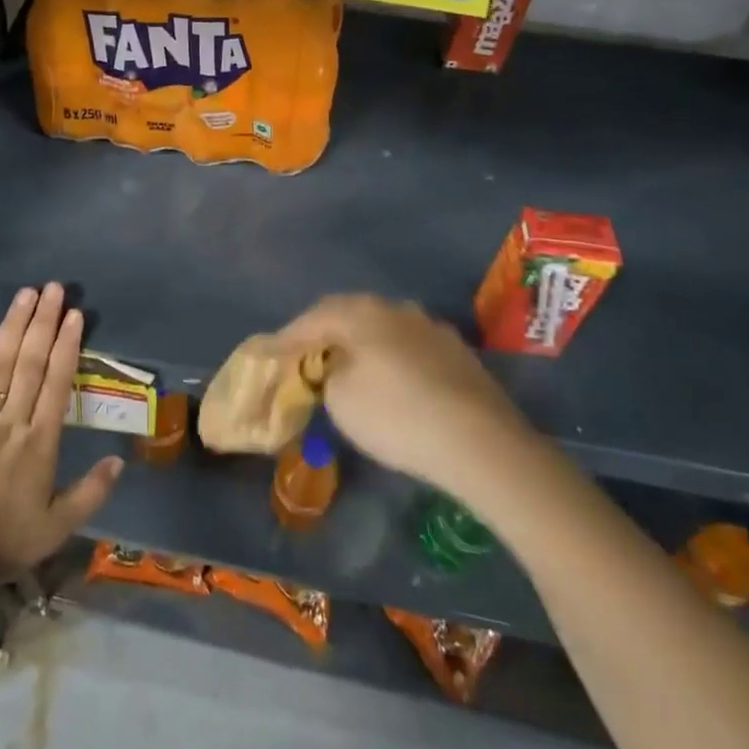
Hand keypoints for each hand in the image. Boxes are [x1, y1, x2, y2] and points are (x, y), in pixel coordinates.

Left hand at [0, 282, 122, 570]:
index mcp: (40, 443)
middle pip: (31, 363)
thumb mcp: (56, 528)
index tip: (75, 314)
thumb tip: (119, 460)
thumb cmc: (4, 541)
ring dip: (14, 326)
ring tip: (26, 294)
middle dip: (44, 322)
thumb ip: (90, 493)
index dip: (68, 345)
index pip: (58, 383)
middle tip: (54, 288)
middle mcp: (12, 422)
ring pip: (0, 364)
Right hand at [268, 294, 535, 493]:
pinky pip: (410, 348)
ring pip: (383, 329)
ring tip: (349, 368)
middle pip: (348, 315)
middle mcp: (395, 308)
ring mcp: (430, 327)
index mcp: (360, 312)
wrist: (480, 441)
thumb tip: (334, 368)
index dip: (286, 339)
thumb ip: (326, 375)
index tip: (268, 353)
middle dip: (325, 335)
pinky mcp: (457, 352)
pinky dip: (392, 360)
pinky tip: (393, 382)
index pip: (311, 319)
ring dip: (362, 345)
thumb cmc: (395, 415)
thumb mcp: (340, 400)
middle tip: (307, 357)